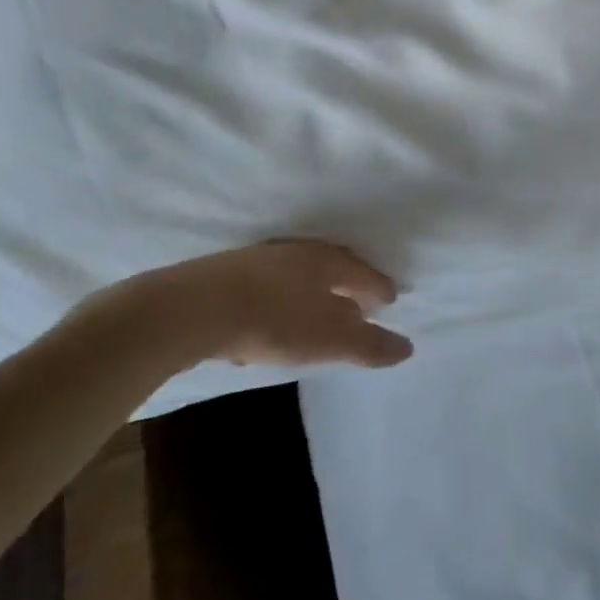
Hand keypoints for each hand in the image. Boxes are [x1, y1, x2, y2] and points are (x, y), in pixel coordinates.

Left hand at [129, 240, 414, 369]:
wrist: (192, 309)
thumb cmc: (273, 321)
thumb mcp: (328, 339)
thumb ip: (367, 345)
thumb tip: (407, 348)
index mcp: (327, 260)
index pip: (363, 271)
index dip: (379, 287)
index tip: (391, 299)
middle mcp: (298, 252)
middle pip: (333, 267)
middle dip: (349, 285)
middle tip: (361, 304)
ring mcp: (261, 259)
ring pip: (299, 274)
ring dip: (314, 292)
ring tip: (320, 314)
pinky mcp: (229, 274)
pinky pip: (270, 285)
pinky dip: (284, 299)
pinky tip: (274, 321)